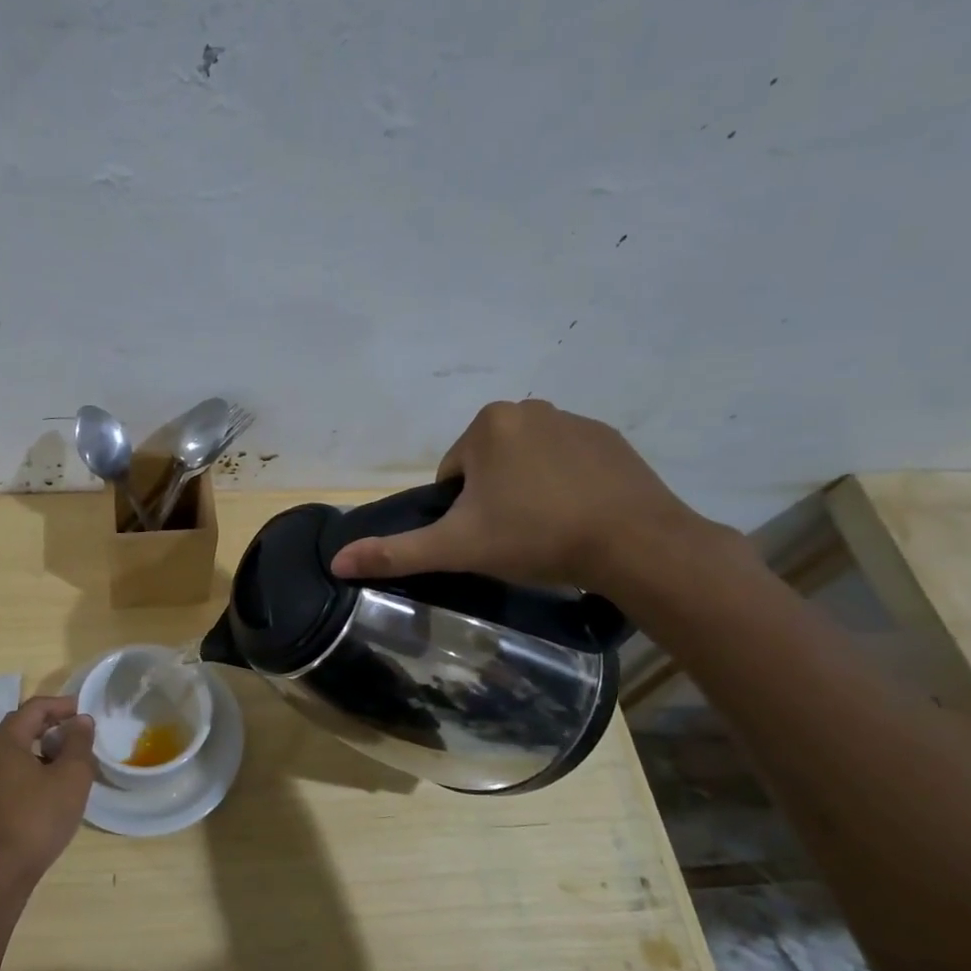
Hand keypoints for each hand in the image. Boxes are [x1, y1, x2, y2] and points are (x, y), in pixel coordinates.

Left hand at [0, 695, 95, 887]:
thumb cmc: (37, 818)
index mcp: (6, 740)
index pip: (35, 707)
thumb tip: (81, 720)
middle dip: (56, 725)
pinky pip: (19, 770)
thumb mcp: (71, 776)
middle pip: (25, 725)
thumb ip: (79, 743)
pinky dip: (40, 768)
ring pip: (23, 750)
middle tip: (83, 734)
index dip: (63, 705)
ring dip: (49, 748)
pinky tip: (59, 787)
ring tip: (76, 761)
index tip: (88, 712)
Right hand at [330, 400, 711, 597]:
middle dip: (492, 498)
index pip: (452, 473)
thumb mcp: (457, 548)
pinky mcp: (610, 439)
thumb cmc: (535, 537)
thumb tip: (335, 561)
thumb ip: (395, 553)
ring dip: (526, 492)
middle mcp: (529, 408)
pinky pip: (567, 462)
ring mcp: (575, 420)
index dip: (460, 511)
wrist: (635, 543)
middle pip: (488, 465)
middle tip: (512, 537)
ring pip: (527, 463)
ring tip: (546, 530)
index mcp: (487, 425)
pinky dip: (564, 486)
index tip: (485, 537)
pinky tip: (577, 517)